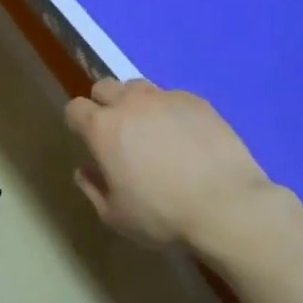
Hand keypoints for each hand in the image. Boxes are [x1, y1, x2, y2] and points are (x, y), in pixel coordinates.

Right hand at [64, 79, 279, 258]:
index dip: (77, 123)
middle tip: (116, 133)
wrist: (227, 205)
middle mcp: (130, 103)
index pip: (75, 108)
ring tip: (150, 130)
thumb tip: (85, 169)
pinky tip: (185, 137)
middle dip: (103, 104)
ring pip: (138, 87)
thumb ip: (93, 188)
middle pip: (104, 86)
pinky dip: (169, 111)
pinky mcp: (197, 101)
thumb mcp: (116, 216)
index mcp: (103, 129)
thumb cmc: (162, 215)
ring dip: (135, 103)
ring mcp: (166, 98)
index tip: (86, 140)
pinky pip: (172, 97)